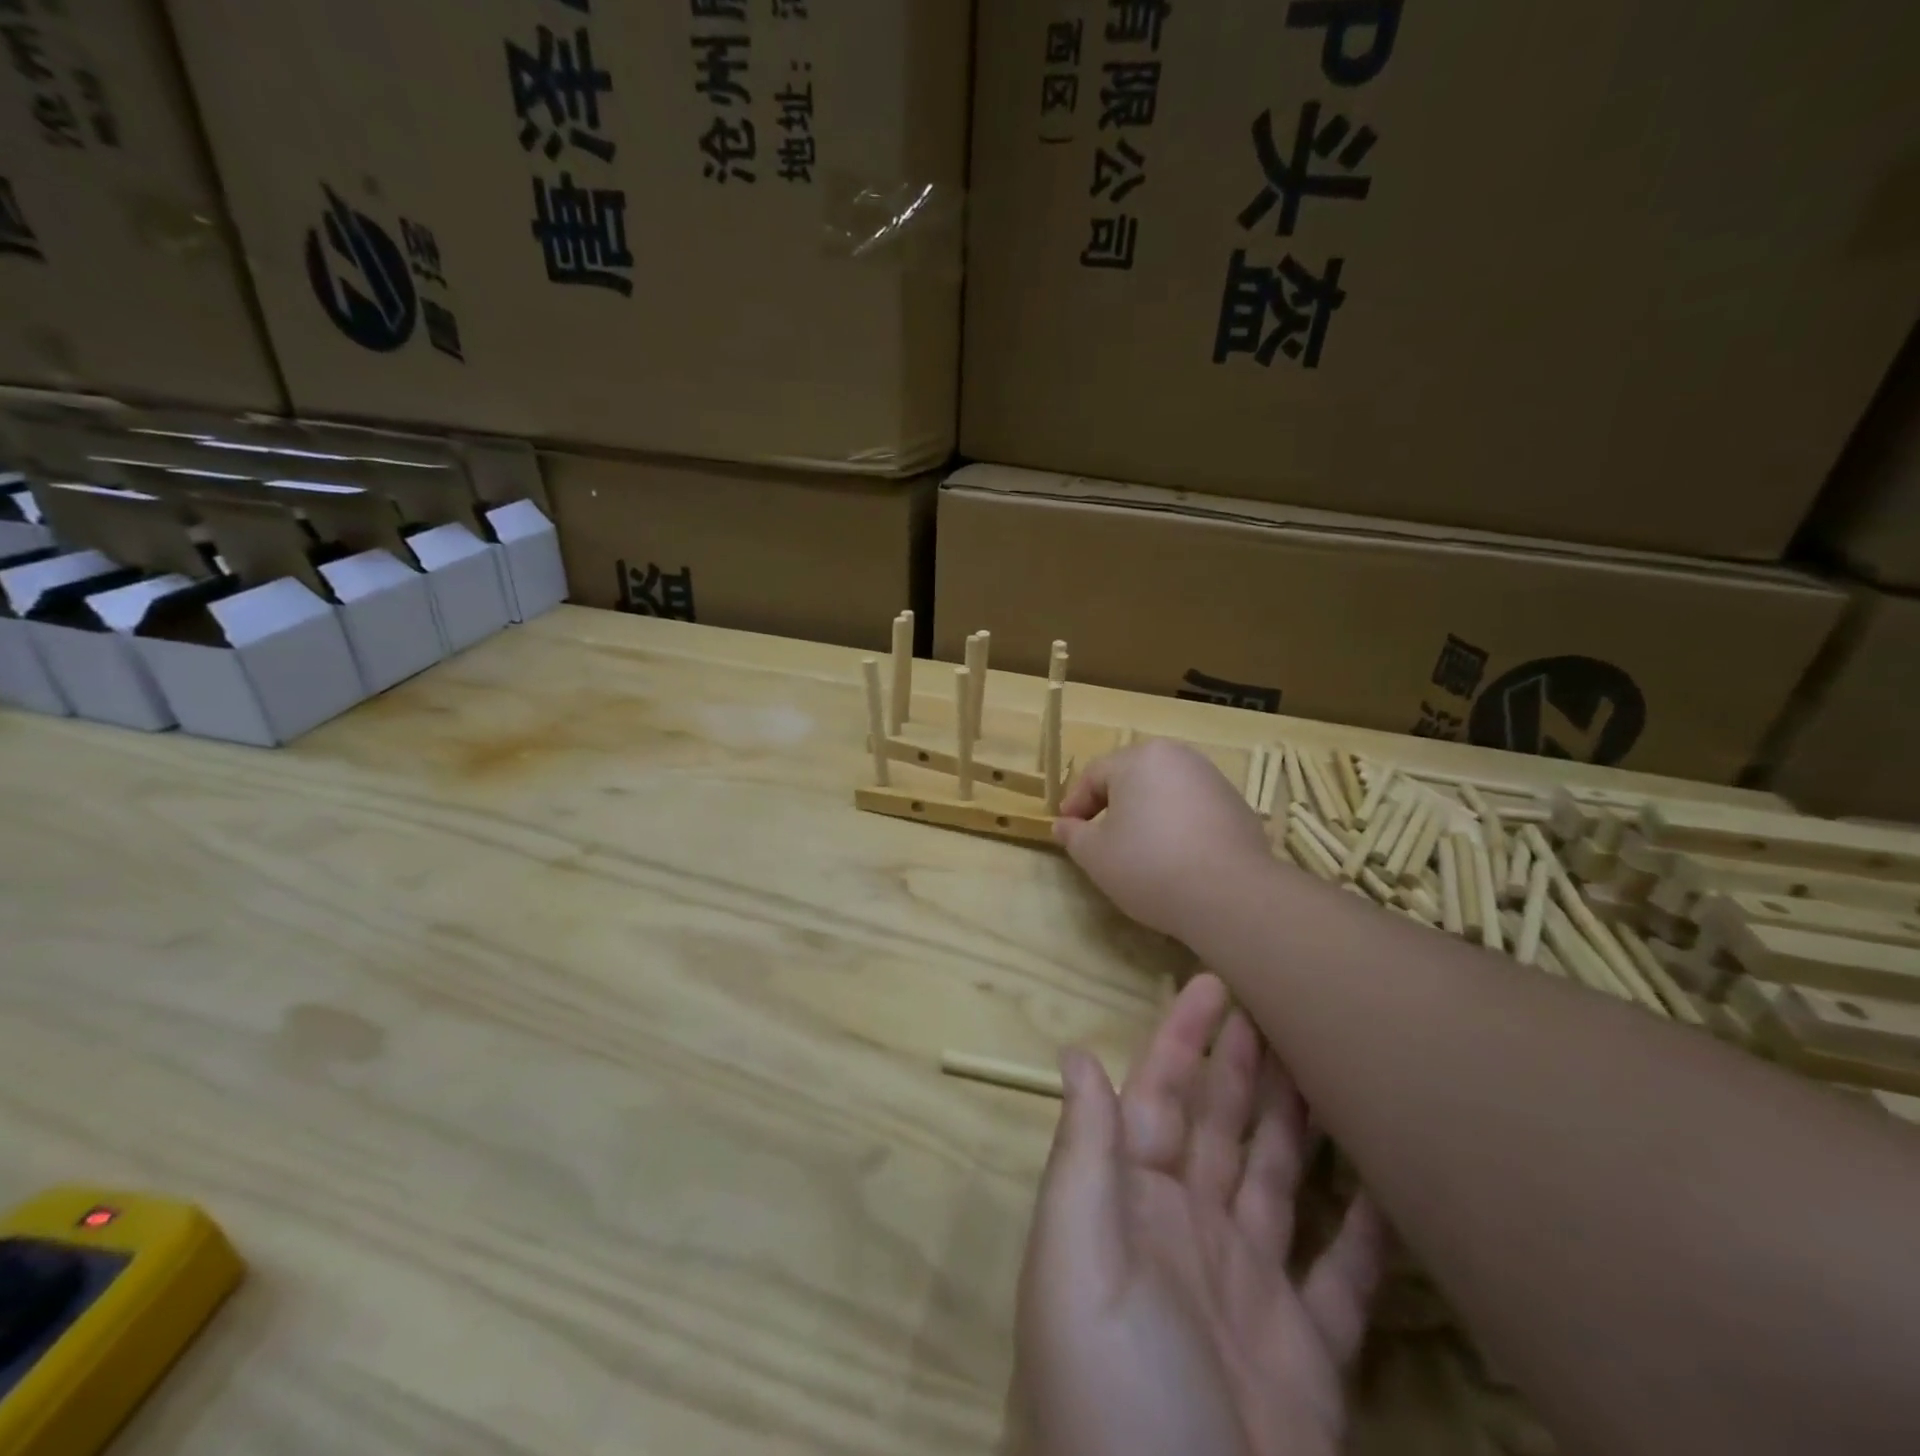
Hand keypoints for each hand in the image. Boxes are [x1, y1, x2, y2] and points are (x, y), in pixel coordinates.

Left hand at [1011, 975, 1383, 1455]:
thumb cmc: (1113, 1395)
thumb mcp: (1076, 1263)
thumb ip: (1081, 1155)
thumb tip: (1074, 1053)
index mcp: (1130, 1206)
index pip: (1156, 1097)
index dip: (1180, 1040)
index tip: (1212, 982)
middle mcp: (1187, 1234)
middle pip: (1220, 1127)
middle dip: (1244, 1064)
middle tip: (1281, 1002)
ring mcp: (1250, 1292)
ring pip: (1278, 1180)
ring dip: (1300, 1121)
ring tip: (1331, 1061)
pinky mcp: (1309, 1358)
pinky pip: (1342, 1277)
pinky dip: (1363, 1229)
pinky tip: (1390, 1181)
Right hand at [1053, 741, 1273, 942]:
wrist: (1231, 895)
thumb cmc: (1149, 865)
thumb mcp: (1095, 855)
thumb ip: (1073, 835)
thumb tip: (1063, 824)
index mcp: (1139, 758)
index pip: (1094, 774)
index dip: (1076, 803)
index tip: (1068, 832)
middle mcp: (1178, 757)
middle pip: (1132, 778)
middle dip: (1112, 806)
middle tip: (1100, 840)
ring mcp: (1213, 780)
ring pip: (1164, 793)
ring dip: (1146, 816)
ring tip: (1139, 853)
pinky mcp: (1238, 807)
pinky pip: (1193, 810)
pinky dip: (1177, 827)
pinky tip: (1175, 860)